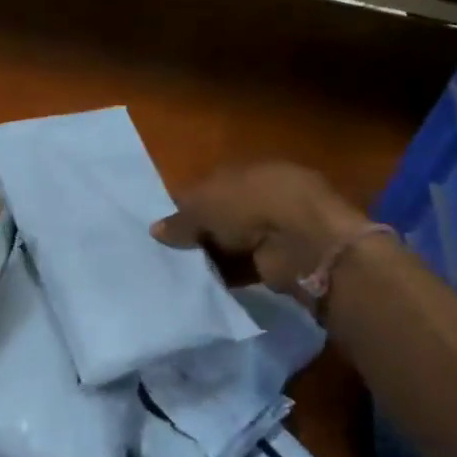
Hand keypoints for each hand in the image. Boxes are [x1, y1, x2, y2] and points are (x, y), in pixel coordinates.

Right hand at [152, 162, 367, 295]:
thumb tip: (155, 230)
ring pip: (232, 243)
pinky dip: (226, 276)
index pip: (211, 185)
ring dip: (212, 256)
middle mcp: (264, 196)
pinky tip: (202, 285)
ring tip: (179, 272)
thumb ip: (180, 220)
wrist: (301, 241)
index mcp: (249, 171)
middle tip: (168, 252)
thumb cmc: (251, 205)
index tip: (164, 226)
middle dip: (199, 232)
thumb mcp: (205, 206)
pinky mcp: (278, 260)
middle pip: (222, 215)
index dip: (187, 204)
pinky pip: (243, 268)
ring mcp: (275, 230)